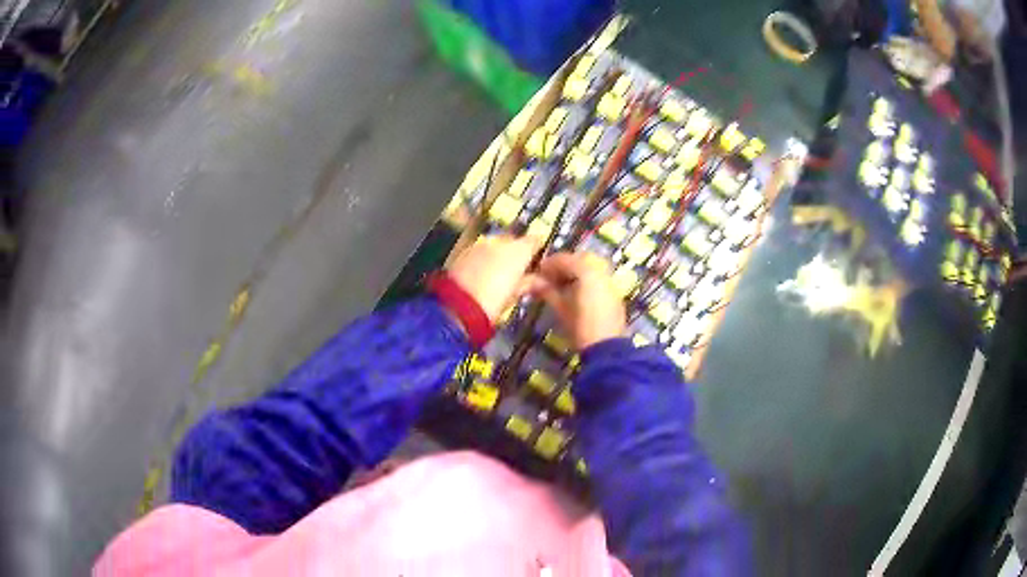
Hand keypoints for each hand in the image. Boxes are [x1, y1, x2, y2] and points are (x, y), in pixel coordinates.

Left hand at [447, 235, 541, 322]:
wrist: (458, 306)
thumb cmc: (494, 302)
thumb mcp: (516, 294)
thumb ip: (529, 282)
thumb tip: (540, 280)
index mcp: (519, 250)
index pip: (535, 240)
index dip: (538, 249)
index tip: (538, 261)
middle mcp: (500, 241)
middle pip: (514, 241)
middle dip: (517, 252)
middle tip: (518, 270)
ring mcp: (480, 245)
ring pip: (495, 245)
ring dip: (499, 255)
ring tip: (499, 273)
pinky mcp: (463, 252)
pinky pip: (480, 251)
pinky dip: (484, 259)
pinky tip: (482, 273)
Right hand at [533, 252, 626, 349]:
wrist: (606, 348)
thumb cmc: (580, 327)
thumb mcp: (560, 308)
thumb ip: (547, 291)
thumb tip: (531, 281)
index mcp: (587, 271)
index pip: (565, 259)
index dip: (550, 264)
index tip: (538, 271)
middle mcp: (601, 271)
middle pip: (580, 259)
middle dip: (564, 265)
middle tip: (550, 277)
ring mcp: (610, 281)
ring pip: (591, 267)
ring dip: (576, 271)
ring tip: (562, 285)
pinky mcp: (615, 293)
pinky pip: (599, 277)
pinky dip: (587, 279)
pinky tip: (576, 292)